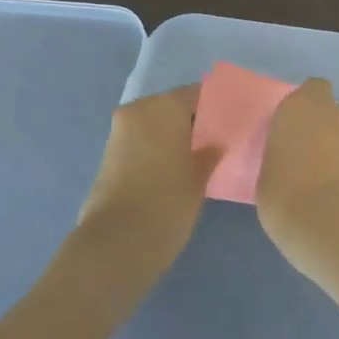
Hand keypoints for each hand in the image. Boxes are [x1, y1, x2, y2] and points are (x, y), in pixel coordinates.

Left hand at [73, 86, 218, 291]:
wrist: (117, 243)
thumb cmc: (167, 203)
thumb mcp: (198, 179)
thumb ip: (209, 154)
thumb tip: (214, 144)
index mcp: (164, 106)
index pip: (196, 94)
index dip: (214, 108)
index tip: (230, 123)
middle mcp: (138, 110)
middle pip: (172, 106)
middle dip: (191, 121)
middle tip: (215, 142)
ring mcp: (119, 131)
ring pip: (154, 124)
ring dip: (172, 135)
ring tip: (195, 158)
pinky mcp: (108, 154)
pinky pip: (140, 140)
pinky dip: (155, 148)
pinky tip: (172, 169)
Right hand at [256, 79, 338, 266]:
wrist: (329, 226)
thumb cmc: (283, 191)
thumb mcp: (265, 166)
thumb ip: (280, 149)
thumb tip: (286, 154)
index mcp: (301, 106)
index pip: (311, 88)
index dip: (303, 101)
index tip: (287, 121)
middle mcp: (331, 115)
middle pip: (327, 109)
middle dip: (315, 123)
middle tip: (294, 146)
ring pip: (338, 133)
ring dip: (327, 145)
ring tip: (306, 172)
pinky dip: (337, 166)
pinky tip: (321, 189)